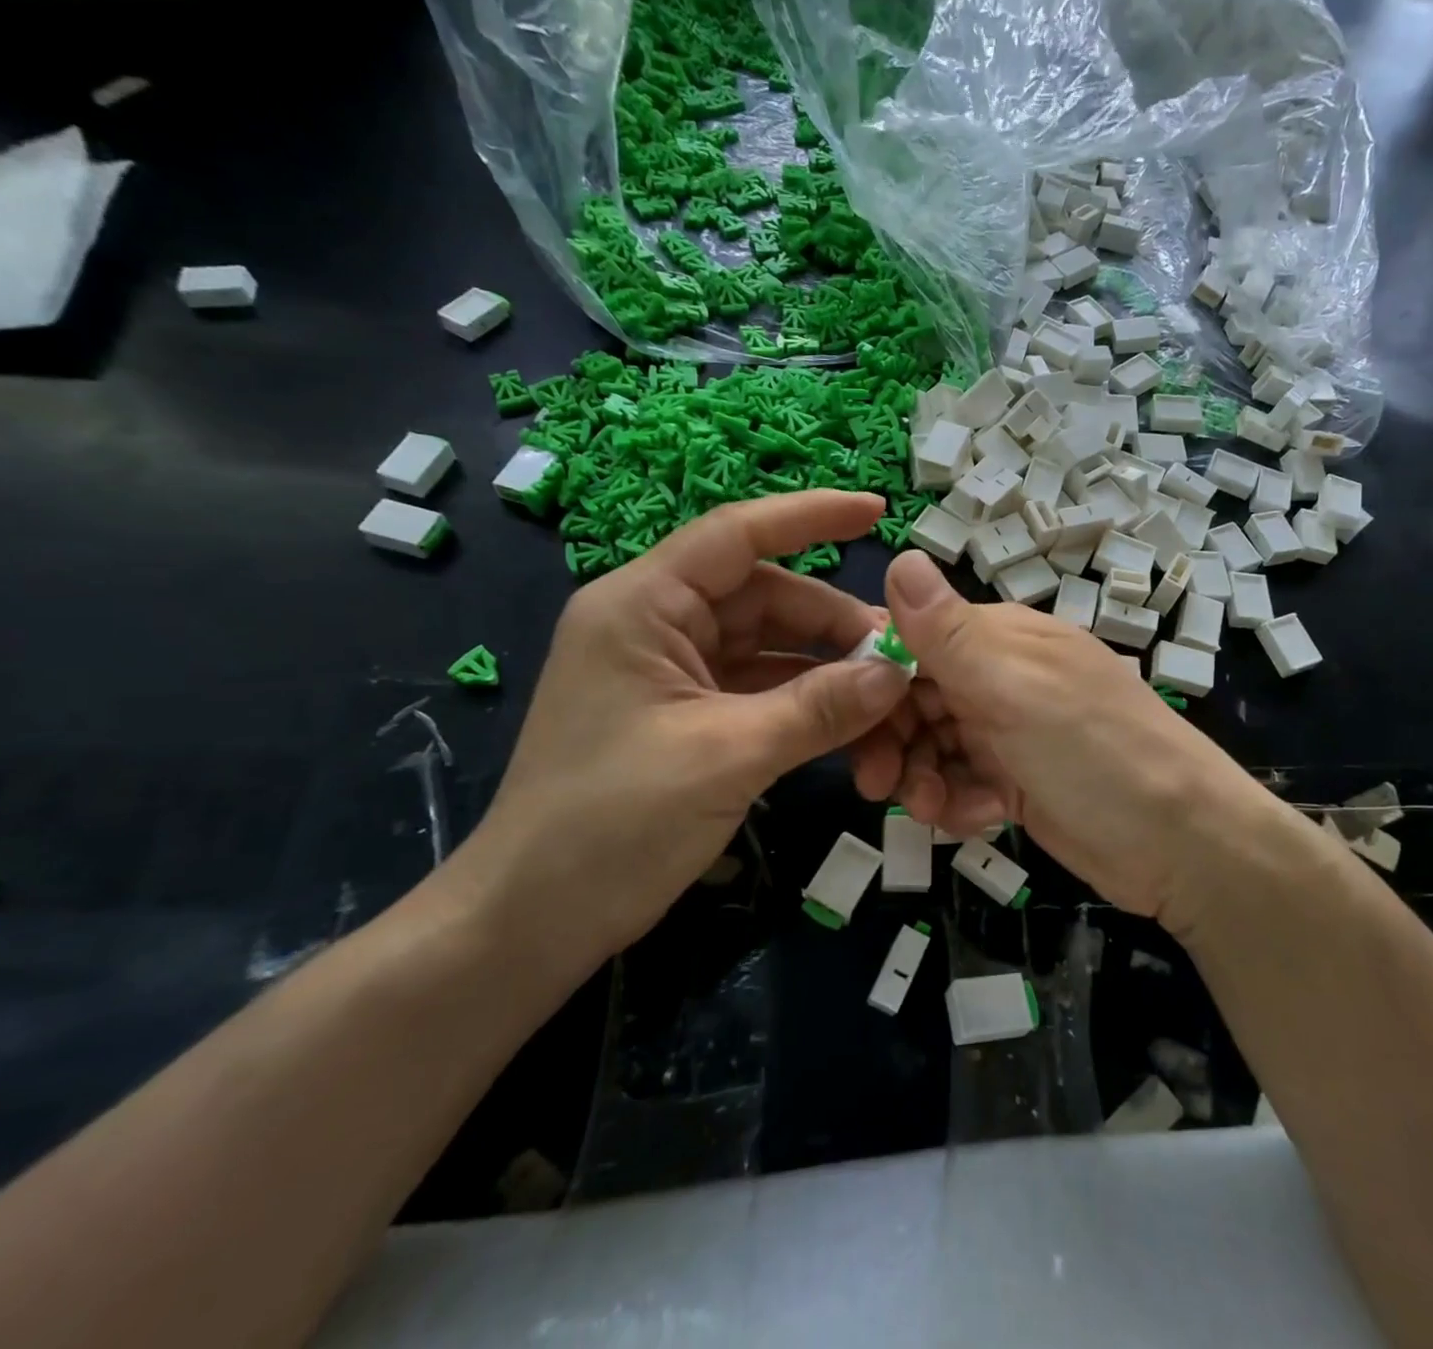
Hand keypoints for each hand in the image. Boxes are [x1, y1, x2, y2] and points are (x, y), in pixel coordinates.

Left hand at [453, 491, 912, 972]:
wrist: (532, 922)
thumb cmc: (612, 823)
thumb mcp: (727, 756)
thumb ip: (819, 708)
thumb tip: (898, 672)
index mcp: (643, 605)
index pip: (736, 535)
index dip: (810, 515)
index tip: (879, 510)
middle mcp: (657, 625)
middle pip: (765, 598)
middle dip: (833, 624)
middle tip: (900, 656)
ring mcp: (672, 673)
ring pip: (769, 648)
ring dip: (826, 671)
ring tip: (887, 697)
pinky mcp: (686, 716)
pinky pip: (760, 690)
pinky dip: (805, 703)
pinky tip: (852, 724)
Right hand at [853, 551, 1284, 930]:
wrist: (1183, 846)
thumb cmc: (1096, 753)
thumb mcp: (1015, 689)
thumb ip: (950, 633)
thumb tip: (899, 554)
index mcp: (1000, 639)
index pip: (912, 640)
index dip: (875, 678)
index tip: (849, 721)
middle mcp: (1000, 678)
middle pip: (915, 698)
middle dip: (892, 741)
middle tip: (878, 787)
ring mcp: (1010, 731)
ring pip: (933, 746)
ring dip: (923, 779)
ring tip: (939, 810)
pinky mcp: (1018, 780)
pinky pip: (961, 782)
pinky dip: (960, 802)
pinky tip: (983, 819)